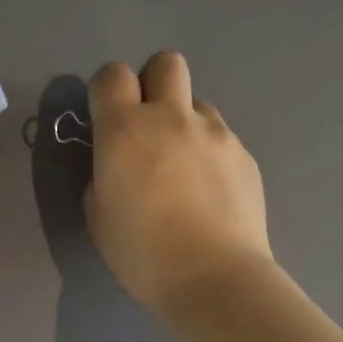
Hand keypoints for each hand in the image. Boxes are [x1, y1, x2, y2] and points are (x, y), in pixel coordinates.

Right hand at [86, 52, 272, 311]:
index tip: (106, 116)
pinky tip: (209, 190)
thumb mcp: (99, 215)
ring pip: (196, 102)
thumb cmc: (142, 253)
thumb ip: (103, 175)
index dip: (107, 89)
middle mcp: (171, 118)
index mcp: (125, 130)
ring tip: (183, 165)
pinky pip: (220, 136)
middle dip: (152, 83)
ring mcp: (214, 133)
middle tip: (147, 124)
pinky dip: (209, 151)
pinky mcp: (243, 154)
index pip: (112, 74)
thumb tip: (117, 164)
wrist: (213, 278)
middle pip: (165, 63)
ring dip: (183, 121)